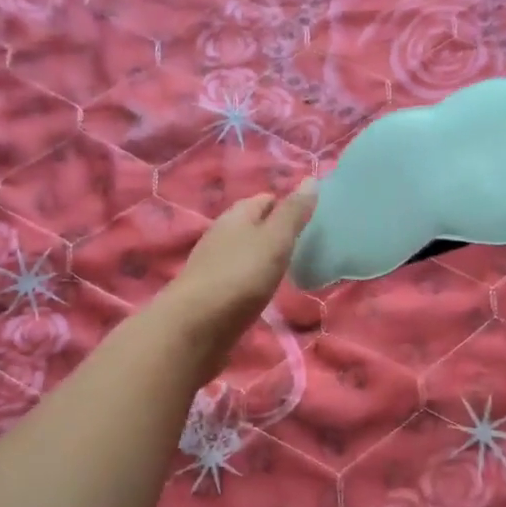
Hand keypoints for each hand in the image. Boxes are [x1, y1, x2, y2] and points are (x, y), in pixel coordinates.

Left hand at [156, 183, 316, 376]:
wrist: (194, 327)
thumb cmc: (240, 277)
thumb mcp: (274, 241)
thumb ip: (293, 213)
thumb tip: (311, 179)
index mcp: (236, 216)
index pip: (264, 200)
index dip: (286, 204)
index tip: (311, 218)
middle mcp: (221, 236)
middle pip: (252, 226)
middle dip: (275, 230)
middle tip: (306, 244)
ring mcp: (213, 267)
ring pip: (244, 252)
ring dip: (263, 256)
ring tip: (289, 267)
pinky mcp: (211, 295)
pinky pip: (238, 279)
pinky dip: (252, 280)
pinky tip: (264, 291)